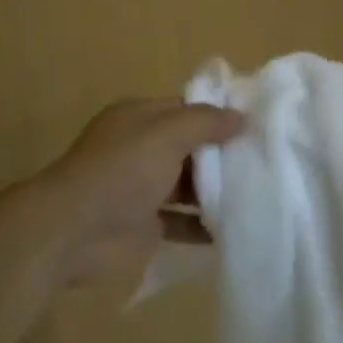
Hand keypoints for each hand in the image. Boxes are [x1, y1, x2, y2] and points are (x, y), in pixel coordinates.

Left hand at [40, 98, 243, 284]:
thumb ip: (206, 122)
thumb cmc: (122, 171)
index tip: (260, 125)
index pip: (187, 110)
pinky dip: (207, 226)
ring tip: (263, 194)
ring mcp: (142, 189)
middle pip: (191, 148)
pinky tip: (240, 228)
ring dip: (218, 191)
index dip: (220, 115)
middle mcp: (141, 150)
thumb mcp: (167, 134)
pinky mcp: (146, 226)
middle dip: (224, 155)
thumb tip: (243, 116)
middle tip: (268, 161)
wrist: (74, 232)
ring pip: (189, 186)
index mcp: (139, 119)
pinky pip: (184, 223)